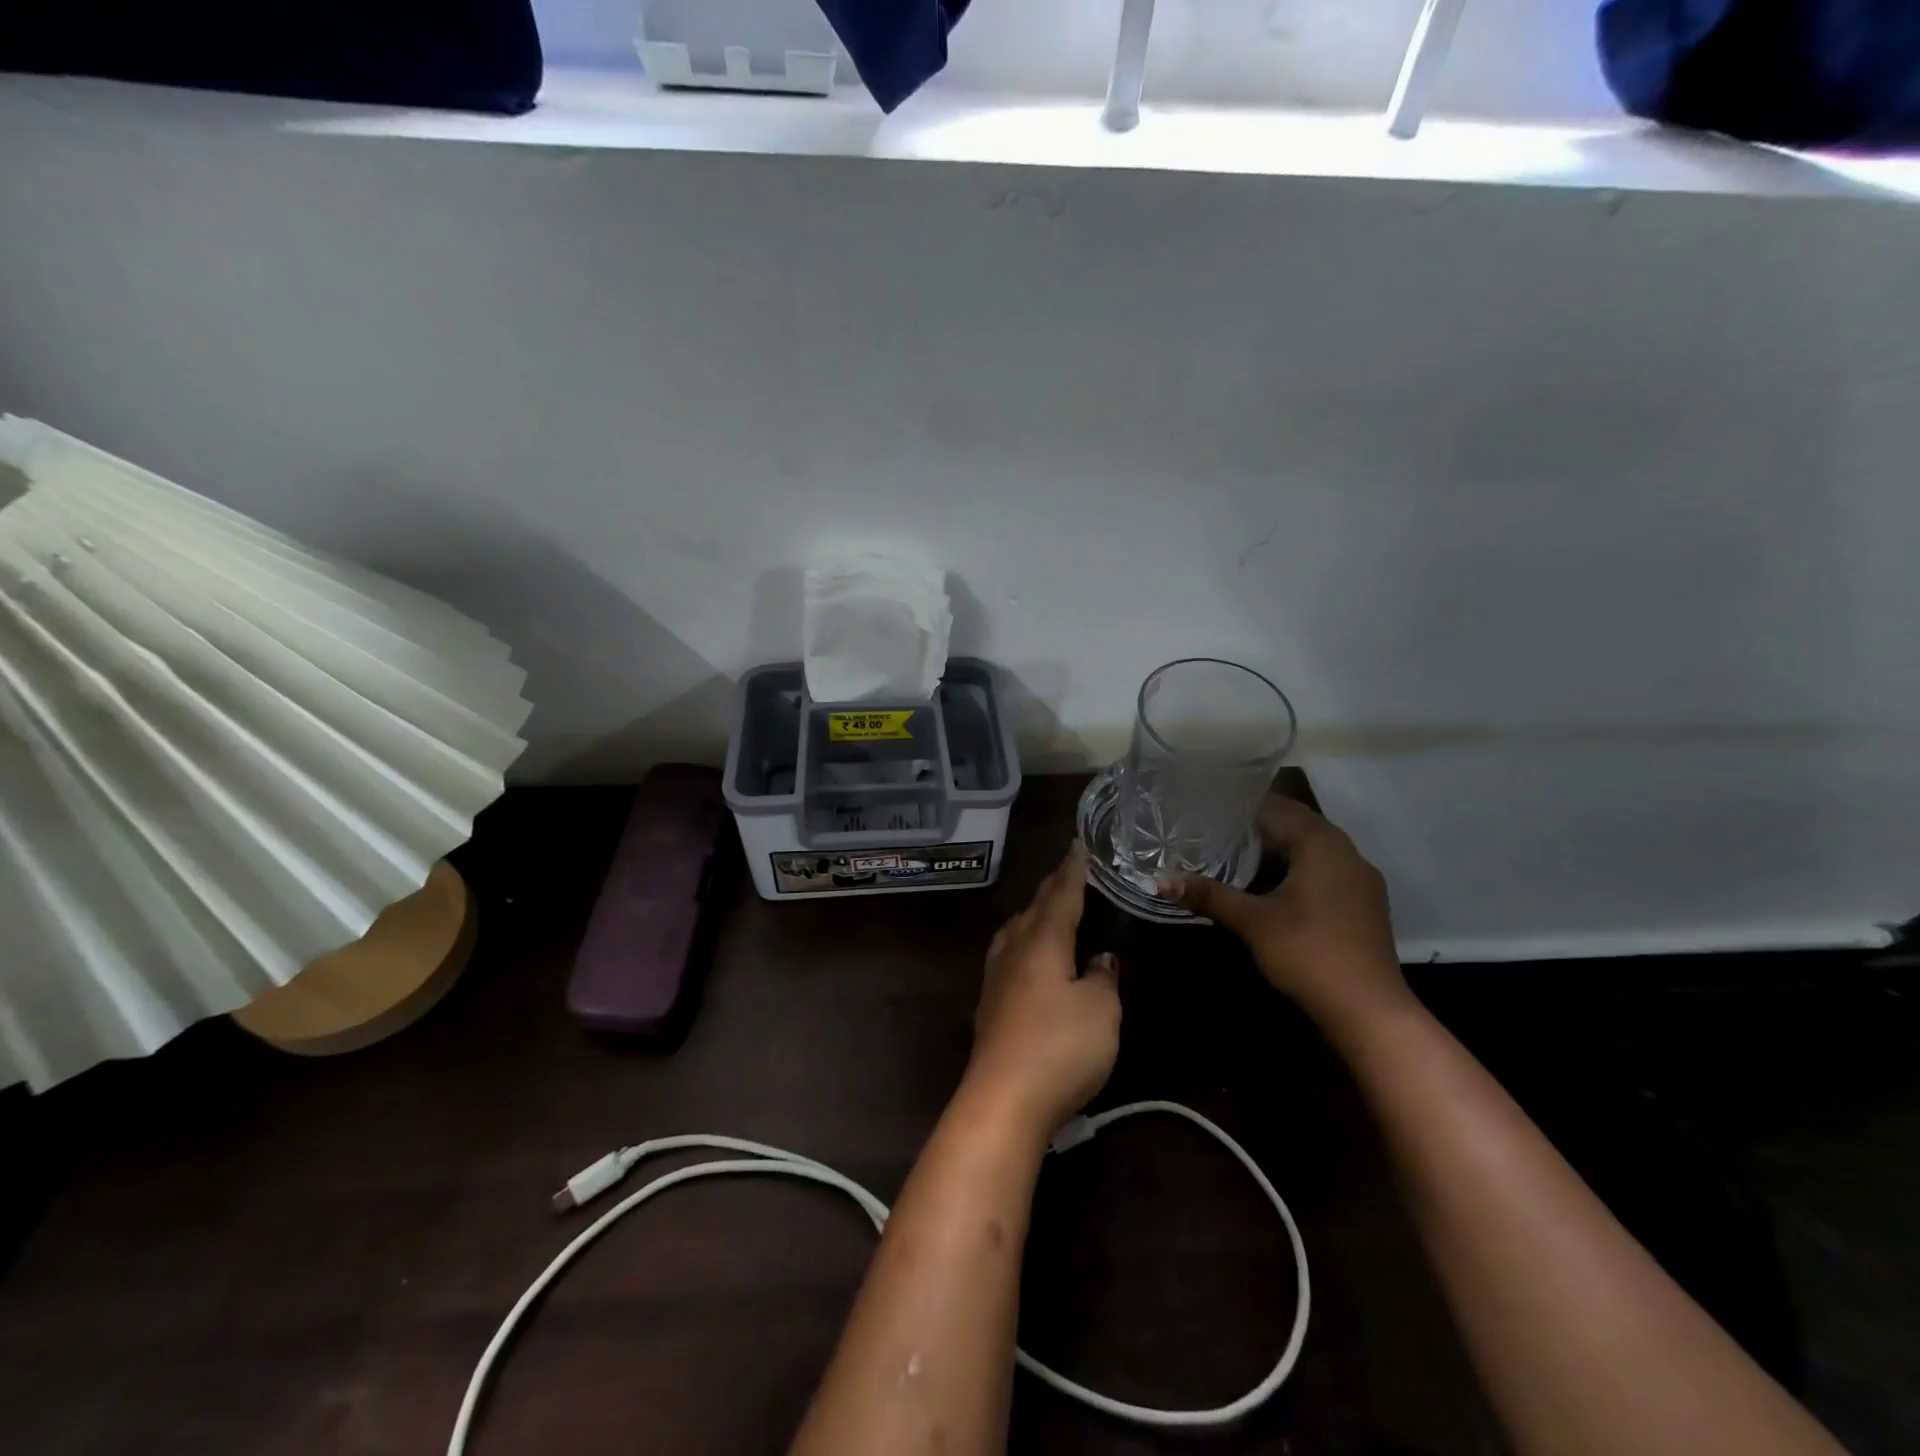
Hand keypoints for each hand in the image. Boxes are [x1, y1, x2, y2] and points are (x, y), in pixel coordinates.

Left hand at [964, 842, 1120, 1138]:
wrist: (1003, 1099)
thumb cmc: (1060, 1047)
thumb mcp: (1101, 1011)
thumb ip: (1103, 979)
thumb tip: (1100, 959)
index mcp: (1042, 941)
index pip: (1061, 895)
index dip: (1073, 870)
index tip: (1078, 845)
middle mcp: (1014, 951)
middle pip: (1034, 909)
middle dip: (1052, 888)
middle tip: (1067, 871)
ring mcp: (996, 978)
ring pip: (1015, 931)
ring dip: (1032, 914)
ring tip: (1045, 909)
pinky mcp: (990, 1006)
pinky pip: (1008, 955)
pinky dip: (1023, 942)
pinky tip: (1027, 957)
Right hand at [1162, 798, 1410, 1034]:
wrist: (1368, 1011)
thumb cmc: (1308, 953)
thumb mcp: (1252, 922)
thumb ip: (1208, 895)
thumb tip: (1160, 879)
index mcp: (1322, 845)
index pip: (1278, 807)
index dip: (1243, 804)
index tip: (1209, 803)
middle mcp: (1347, 853)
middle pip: (1299, 824)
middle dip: (1260, 822)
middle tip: (1216, 823)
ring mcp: (1360, 880)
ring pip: (1314, 847)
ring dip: (1280, 845)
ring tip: (1237, 848)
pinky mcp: (1363, 904)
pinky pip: (1325, 869)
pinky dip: (1297, 866)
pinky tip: (1271, 882)